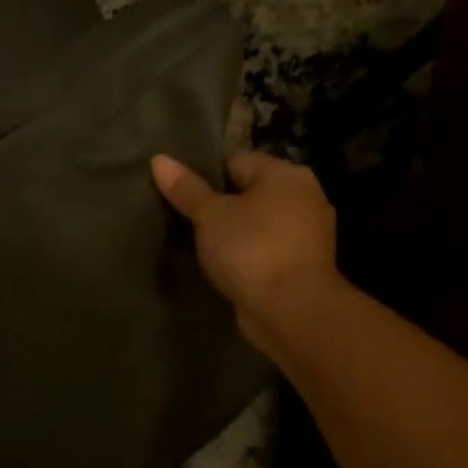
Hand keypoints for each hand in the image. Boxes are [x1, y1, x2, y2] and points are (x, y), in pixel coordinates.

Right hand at [151, 151, 340, 357]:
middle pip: (250, 191)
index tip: (180, 196)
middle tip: (186, 221)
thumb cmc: (251, 250)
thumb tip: (159, 159)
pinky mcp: (303, 263)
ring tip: (201, 245)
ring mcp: (308, 231)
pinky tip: (226, 265)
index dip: (205, 176)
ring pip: (259, 222)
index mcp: (285, 174)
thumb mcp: (210, 216)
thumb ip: (186, 189)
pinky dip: (248, 253)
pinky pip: (267, 248)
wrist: (291, 308)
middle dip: (221, 205)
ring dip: (235, 231)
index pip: (236, 161)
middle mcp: (304, 195)